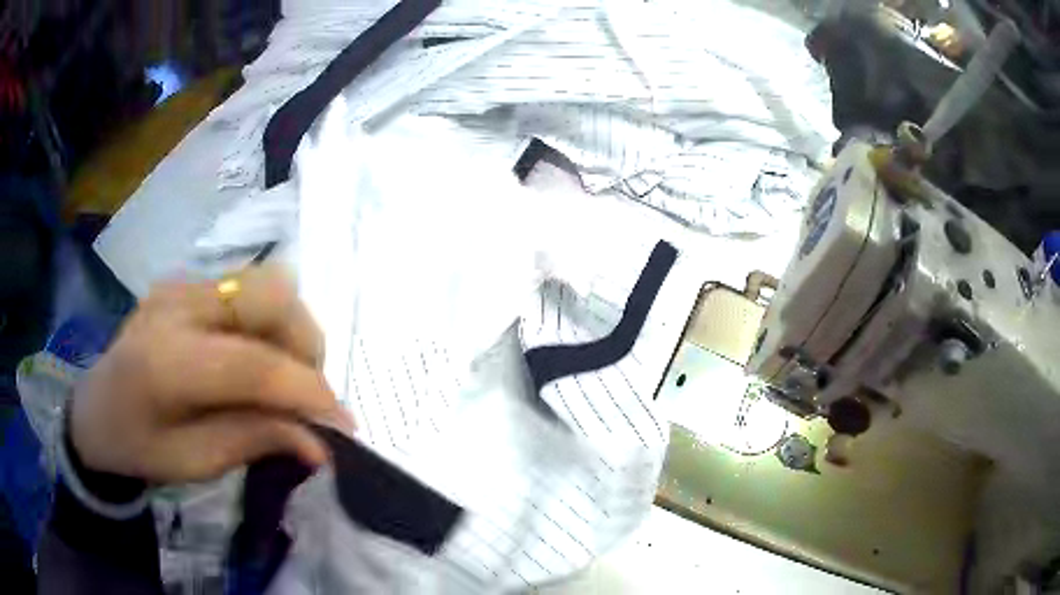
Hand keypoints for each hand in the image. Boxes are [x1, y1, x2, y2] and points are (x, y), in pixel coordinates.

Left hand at [70, 266, 351, 483]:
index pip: (255, 364)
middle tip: (306, 398)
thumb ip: (254, 443)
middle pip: (270, 298)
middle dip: (306, 348)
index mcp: (166, 361)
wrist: (94, 410)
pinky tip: (256, 356)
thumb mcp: (193, 464)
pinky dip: (269, 322)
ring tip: (284, 377)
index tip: (344, 429)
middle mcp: (177, 306)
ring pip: (266, 284)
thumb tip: (320, 444)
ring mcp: (181, 285)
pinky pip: (247, 288)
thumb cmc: (137, 447)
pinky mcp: (186, 282)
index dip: (308, 394)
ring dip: (291, 331)